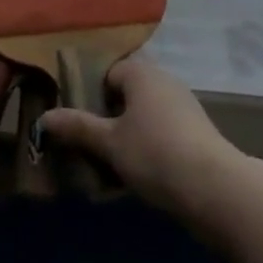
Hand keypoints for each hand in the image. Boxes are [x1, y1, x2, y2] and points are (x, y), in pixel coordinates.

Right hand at [40, 59, 242, 221]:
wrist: (217, 190)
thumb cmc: (155, 153)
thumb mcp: (109, 143)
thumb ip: (77, 128)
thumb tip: (44, 117)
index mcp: (141, 73)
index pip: (107, 72)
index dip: (89, 94)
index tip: (76, 120)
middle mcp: (164, 82)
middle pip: (126, 96)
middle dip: (106, 120)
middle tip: (87, 145)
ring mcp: (184, 108)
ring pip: (143, 119)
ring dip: (125, 139)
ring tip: (106, 168)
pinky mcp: (196, 136)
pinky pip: (160, 136)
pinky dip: (146, 152)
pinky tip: (134, 180)